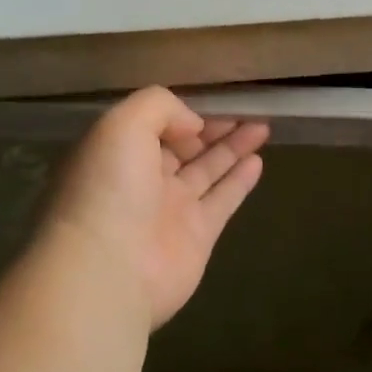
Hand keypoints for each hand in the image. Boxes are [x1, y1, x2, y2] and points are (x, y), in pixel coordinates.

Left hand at [40, 87, 268, 329]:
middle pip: (184, 146)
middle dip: (213, 128)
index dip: (183, 113)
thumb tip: (192, 126)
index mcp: (117, 153)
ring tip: (263, 126)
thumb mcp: (122, 124)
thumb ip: (160, 108)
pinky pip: (223, 200)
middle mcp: (142, 180)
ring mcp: (170, 210)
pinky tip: (258, 160)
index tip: (212, 101)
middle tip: (247, 109)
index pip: (155, 125)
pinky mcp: (197, 237)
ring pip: (208, 170)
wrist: (109, 270)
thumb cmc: (109, 188)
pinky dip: (240, 180)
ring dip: (233, 147)